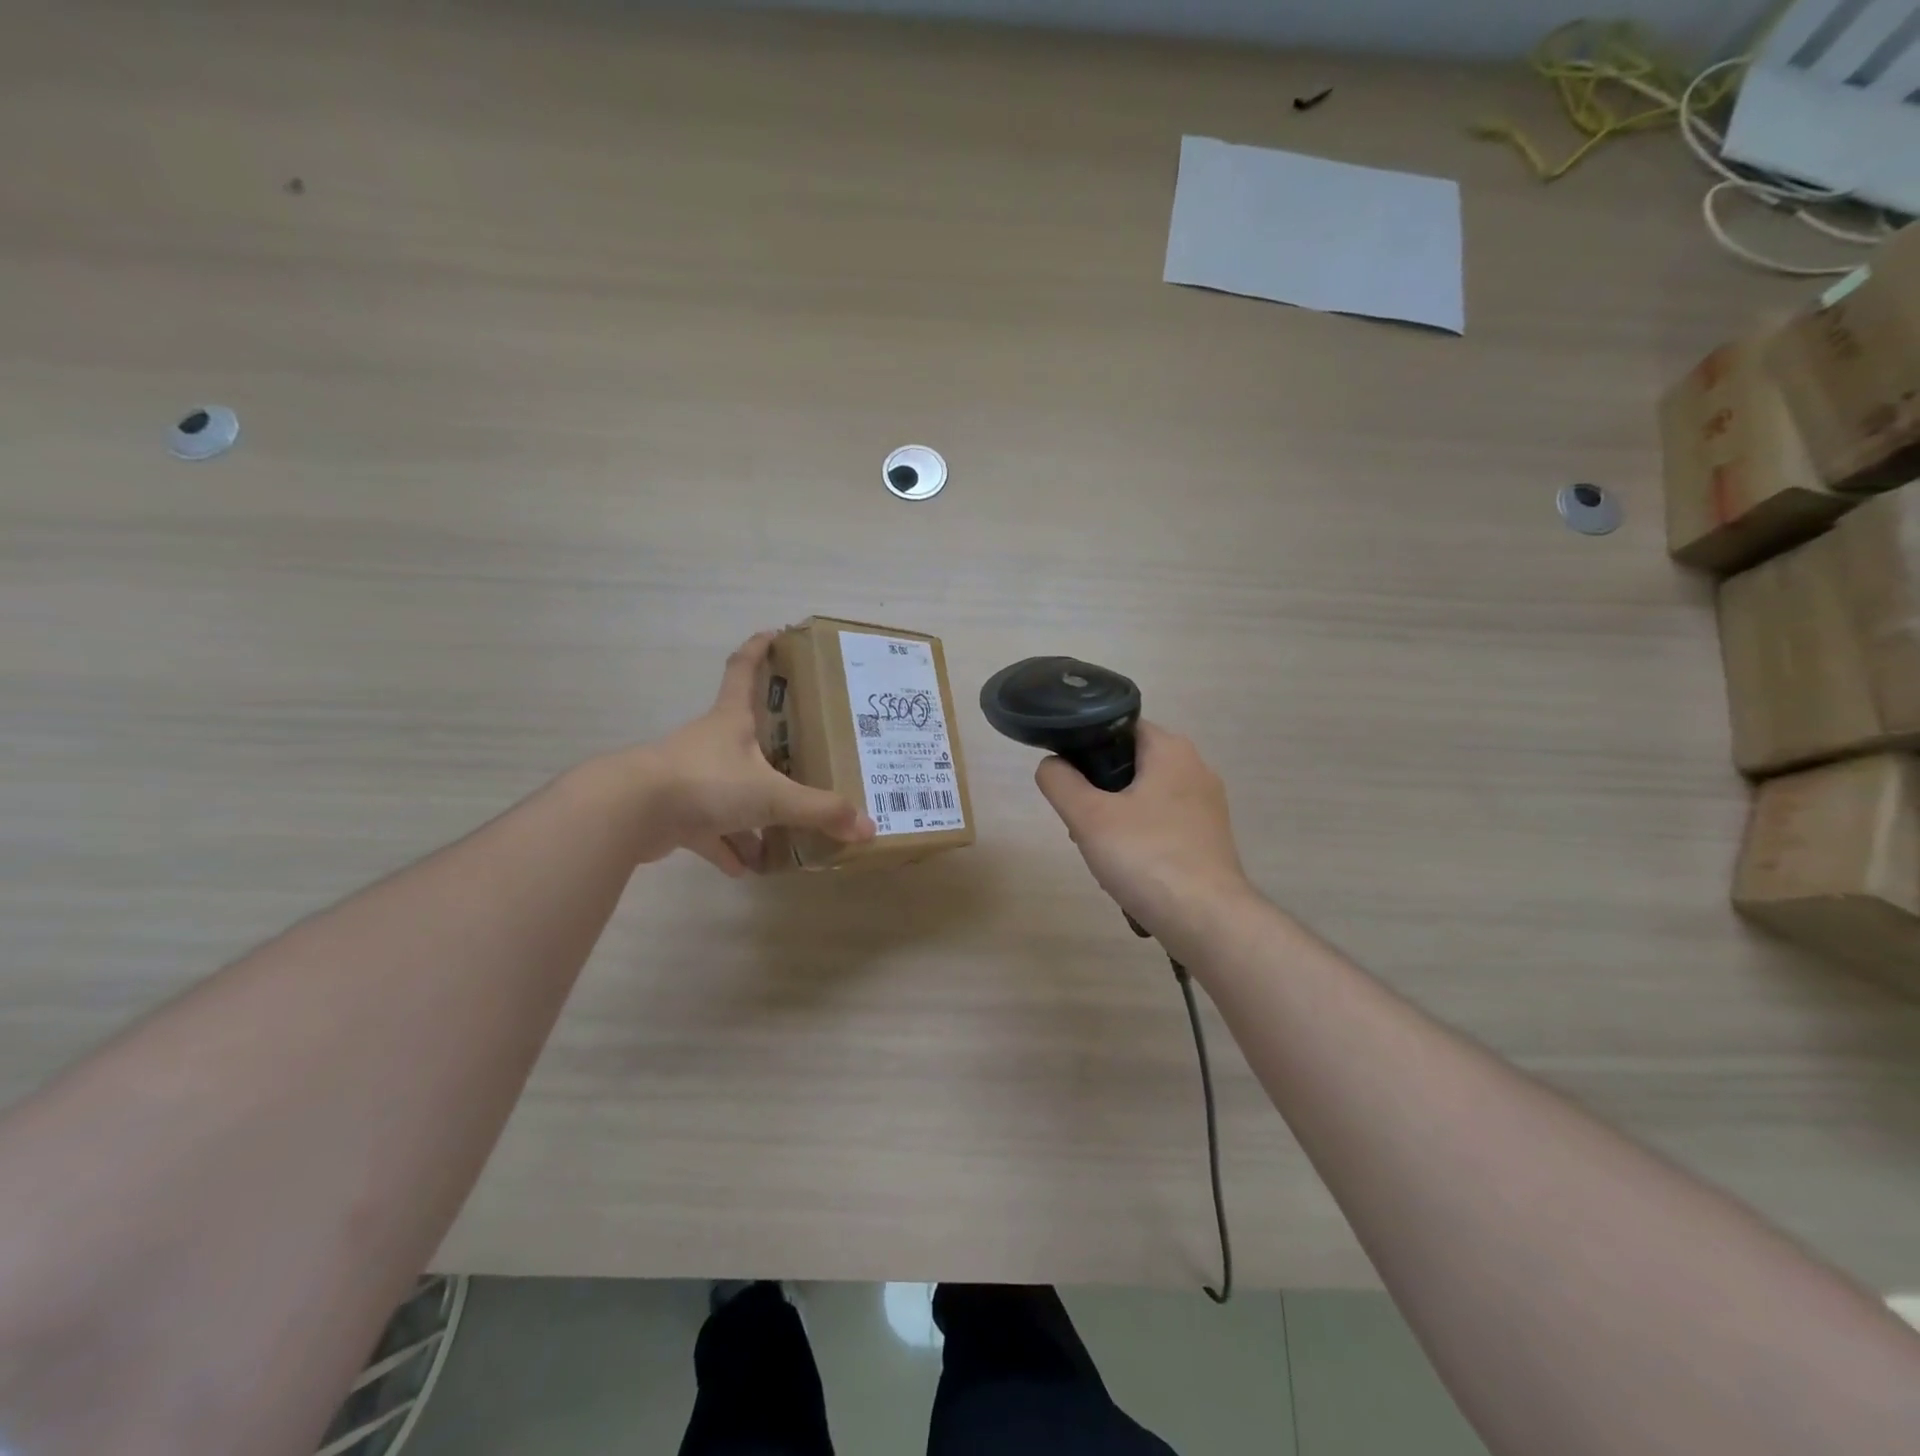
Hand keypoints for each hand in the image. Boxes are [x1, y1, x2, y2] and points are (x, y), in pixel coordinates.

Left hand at [621, 632, 875, 874]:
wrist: (630, 812)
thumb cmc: (707, 782)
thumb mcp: (771, 795)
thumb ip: (818, 811)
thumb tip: (866, 828)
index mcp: (732, 720)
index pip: (743, 670)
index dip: (759, 649)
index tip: (775, 634)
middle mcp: (711, 743)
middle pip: (745, 735)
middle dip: (773, 746)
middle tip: (805, 755)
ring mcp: (690, 778)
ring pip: (729, 790)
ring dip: (752, 813)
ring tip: (783, 834)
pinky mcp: (674, 812)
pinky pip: (708, 830)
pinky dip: (727, 847)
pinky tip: (745, 867)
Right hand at [1035, 722, 1256, 945]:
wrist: (1206, 920)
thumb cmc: (1145, 856)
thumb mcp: (1088, 817)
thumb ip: (1060, 782)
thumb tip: (1051, 765)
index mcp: (1171, 750)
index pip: (1120, 727)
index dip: (1087, 746)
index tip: (1068, 779)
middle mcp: (1196, 768)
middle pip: (1131, 765)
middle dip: (1099, 791)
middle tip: (1080, 823)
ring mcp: (1207, 806)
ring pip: (1145, 798)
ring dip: (1117, 819)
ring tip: (1100, 853)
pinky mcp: (1210, 838)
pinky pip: (1163, 826)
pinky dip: (1141, 840)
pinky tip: (1128, 870)